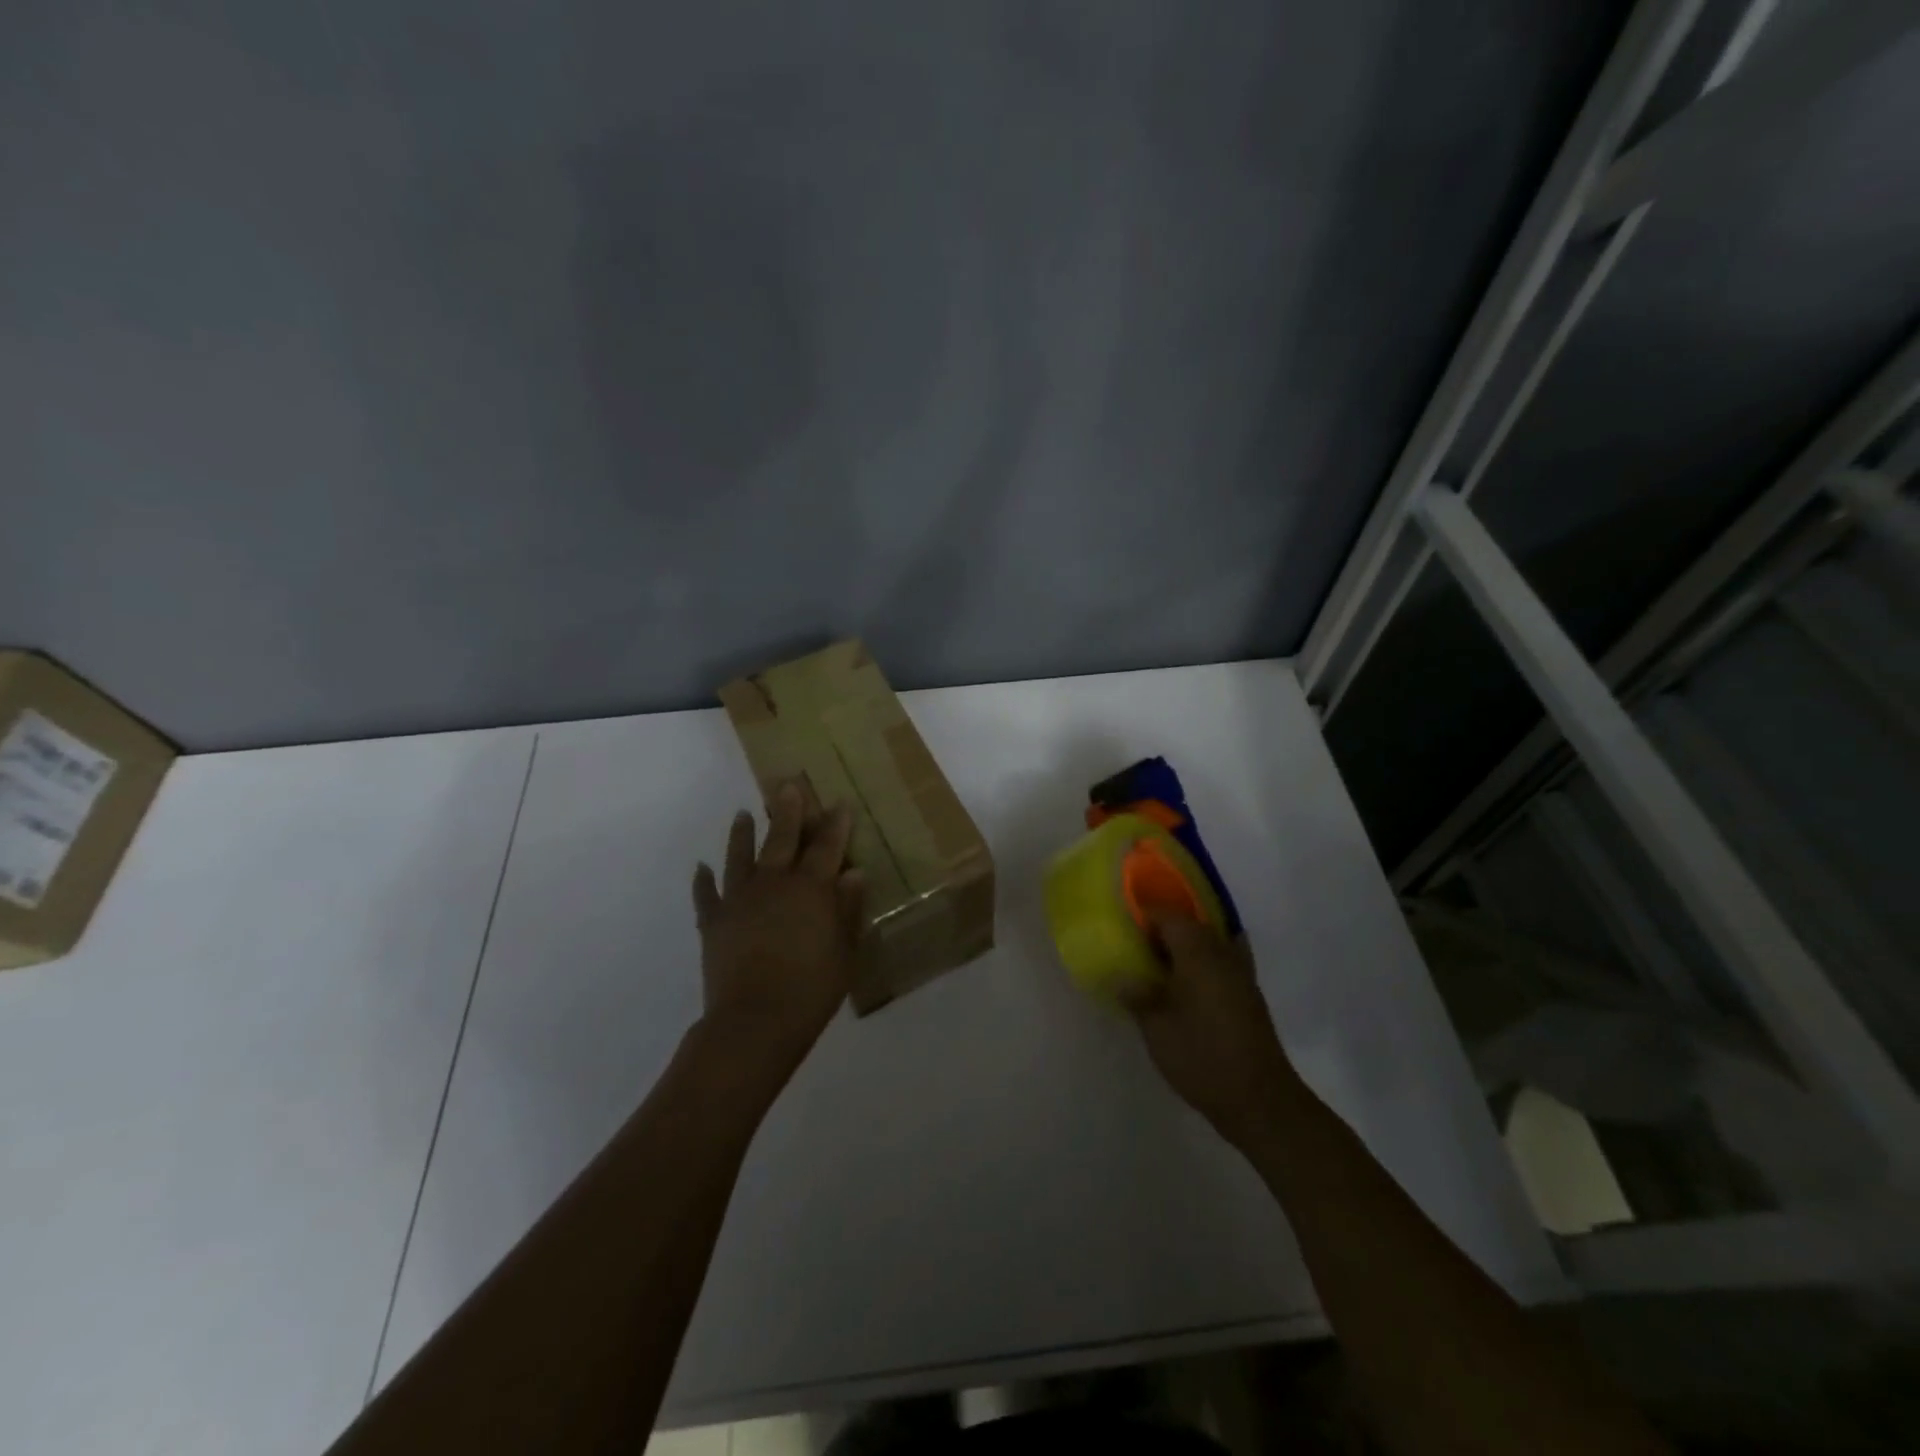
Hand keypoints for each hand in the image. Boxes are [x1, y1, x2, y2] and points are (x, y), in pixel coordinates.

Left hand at [691, 782, 864, 1079]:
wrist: (755, 1021)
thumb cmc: (811, 989)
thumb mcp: (845, 952)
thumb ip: (849, 910)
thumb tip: (854, 874)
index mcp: (811, 889)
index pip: (827, 847)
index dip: (835, 824)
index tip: (838, 803)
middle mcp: (774, 884)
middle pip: (782, 839)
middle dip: (788, 810)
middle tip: (788, 785)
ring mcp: (739, 900)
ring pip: (740, 856)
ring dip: (743, 834)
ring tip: (744, 813)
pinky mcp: (714, 922)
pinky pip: (706, 894)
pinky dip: (703, 880)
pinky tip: (701, 867)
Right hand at [1126, 915, 1297, 1150]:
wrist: (1258, 1098)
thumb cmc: (1201, 1055)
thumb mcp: (1156, 1027)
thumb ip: (1137, 995)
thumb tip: (1121, 977)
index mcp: (1198, 952)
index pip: (1169, 916)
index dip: (1145, 915)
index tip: (1123, 924)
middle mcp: (1223, 953)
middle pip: (1192, 925)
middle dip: (1165, 930)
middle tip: (1137, 947)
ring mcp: (1241, 974)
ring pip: (1211, 942)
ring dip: (1187, 946)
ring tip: (1161, 964)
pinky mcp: (1250, 996)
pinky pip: (1224, 961)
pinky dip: (1205, 962)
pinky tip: (1189, 984)